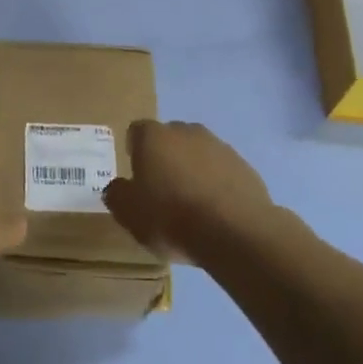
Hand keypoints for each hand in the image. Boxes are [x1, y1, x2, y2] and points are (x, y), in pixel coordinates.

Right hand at [104, 120, 275, 263]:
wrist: (235, 232)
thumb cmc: (171, 216)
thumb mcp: (128, 213)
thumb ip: (117, 194)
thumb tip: (118, 187)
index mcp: (153, 137)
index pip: (137, 131)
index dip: (134, 150)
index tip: (136, 174)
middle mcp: (186, 132)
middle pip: (170, 138)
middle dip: (165, 157)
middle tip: (162, 189)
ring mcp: (219, 147)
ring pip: (199, 153)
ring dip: (193, 170)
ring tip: (192, 204)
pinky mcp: (245, 167)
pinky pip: (223, 171)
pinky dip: (217, 184)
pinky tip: (216, 211)